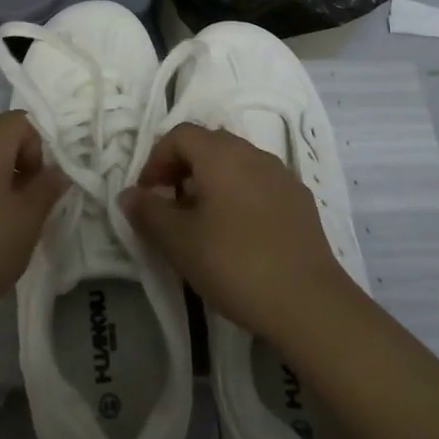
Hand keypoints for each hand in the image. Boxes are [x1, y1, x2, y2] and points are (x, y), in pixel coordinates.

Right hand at [120, 123, 358, 344]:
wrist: (309, 303)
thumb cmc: (235, 263)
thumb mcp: (179, 241)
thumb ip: (148, 212)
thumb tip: (128, 194)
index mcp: (221, 154)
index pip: (180, 135)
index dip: (156, 159)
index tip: (147, 195)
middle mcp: (253, 153)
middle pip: (209, 145)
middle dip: (183, 168)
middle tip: (170, 206)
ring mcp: (281, 175)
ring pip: (236, 164)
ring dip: (212, 182)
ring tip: (202, 223)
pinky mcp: (301, 201)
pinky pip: (260, 184)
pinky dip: (240, 196)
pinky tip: (239, 235)